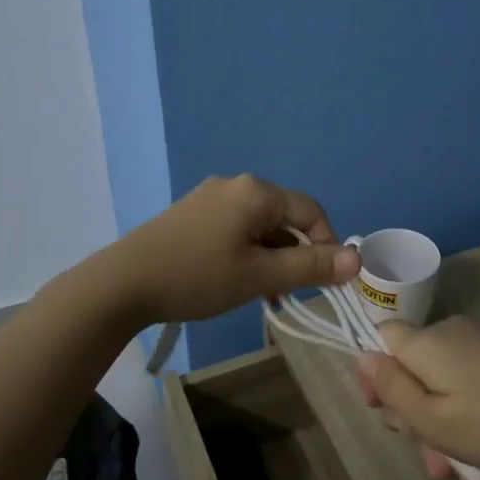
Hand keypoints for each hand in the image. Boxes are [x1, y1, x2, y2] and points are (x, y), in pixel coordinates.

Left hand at [107, 174, 359, 325]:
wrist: (122, 283)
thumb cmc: (198, 276)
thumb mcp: (260, 276)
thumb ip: (310, 267)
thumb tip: (357, 260)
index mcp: (256, 192)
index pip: (311, 211)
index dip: (328, 244)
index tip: (328, 281)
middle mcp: (235, 185)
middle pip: (284, 217)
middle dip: (296, 254)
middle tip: (293, 292)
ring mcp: (209, 198)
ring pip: (258, 226)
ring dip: (271, 257)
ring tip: (265, 294)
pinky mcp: (190, 214)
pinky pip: (234, 228)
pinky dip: (247, 252)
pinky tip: (236, 281)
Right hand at [356, 315, 479, 478]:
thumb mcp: (435, 419)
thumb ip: (393, 389)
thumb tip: (362, 356)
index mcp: (428, 342)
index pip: (381, 337)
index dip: (373, 372)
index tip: (381, 409)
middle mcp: (451, 332)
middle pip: (411, 364)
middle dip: (409, 408)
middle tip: (425, 450)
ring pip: (440, 380)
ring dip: (437, 420)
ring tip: (451, 468)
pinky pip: (467, 382)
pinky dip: (463, 412)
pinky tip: (476, 450)